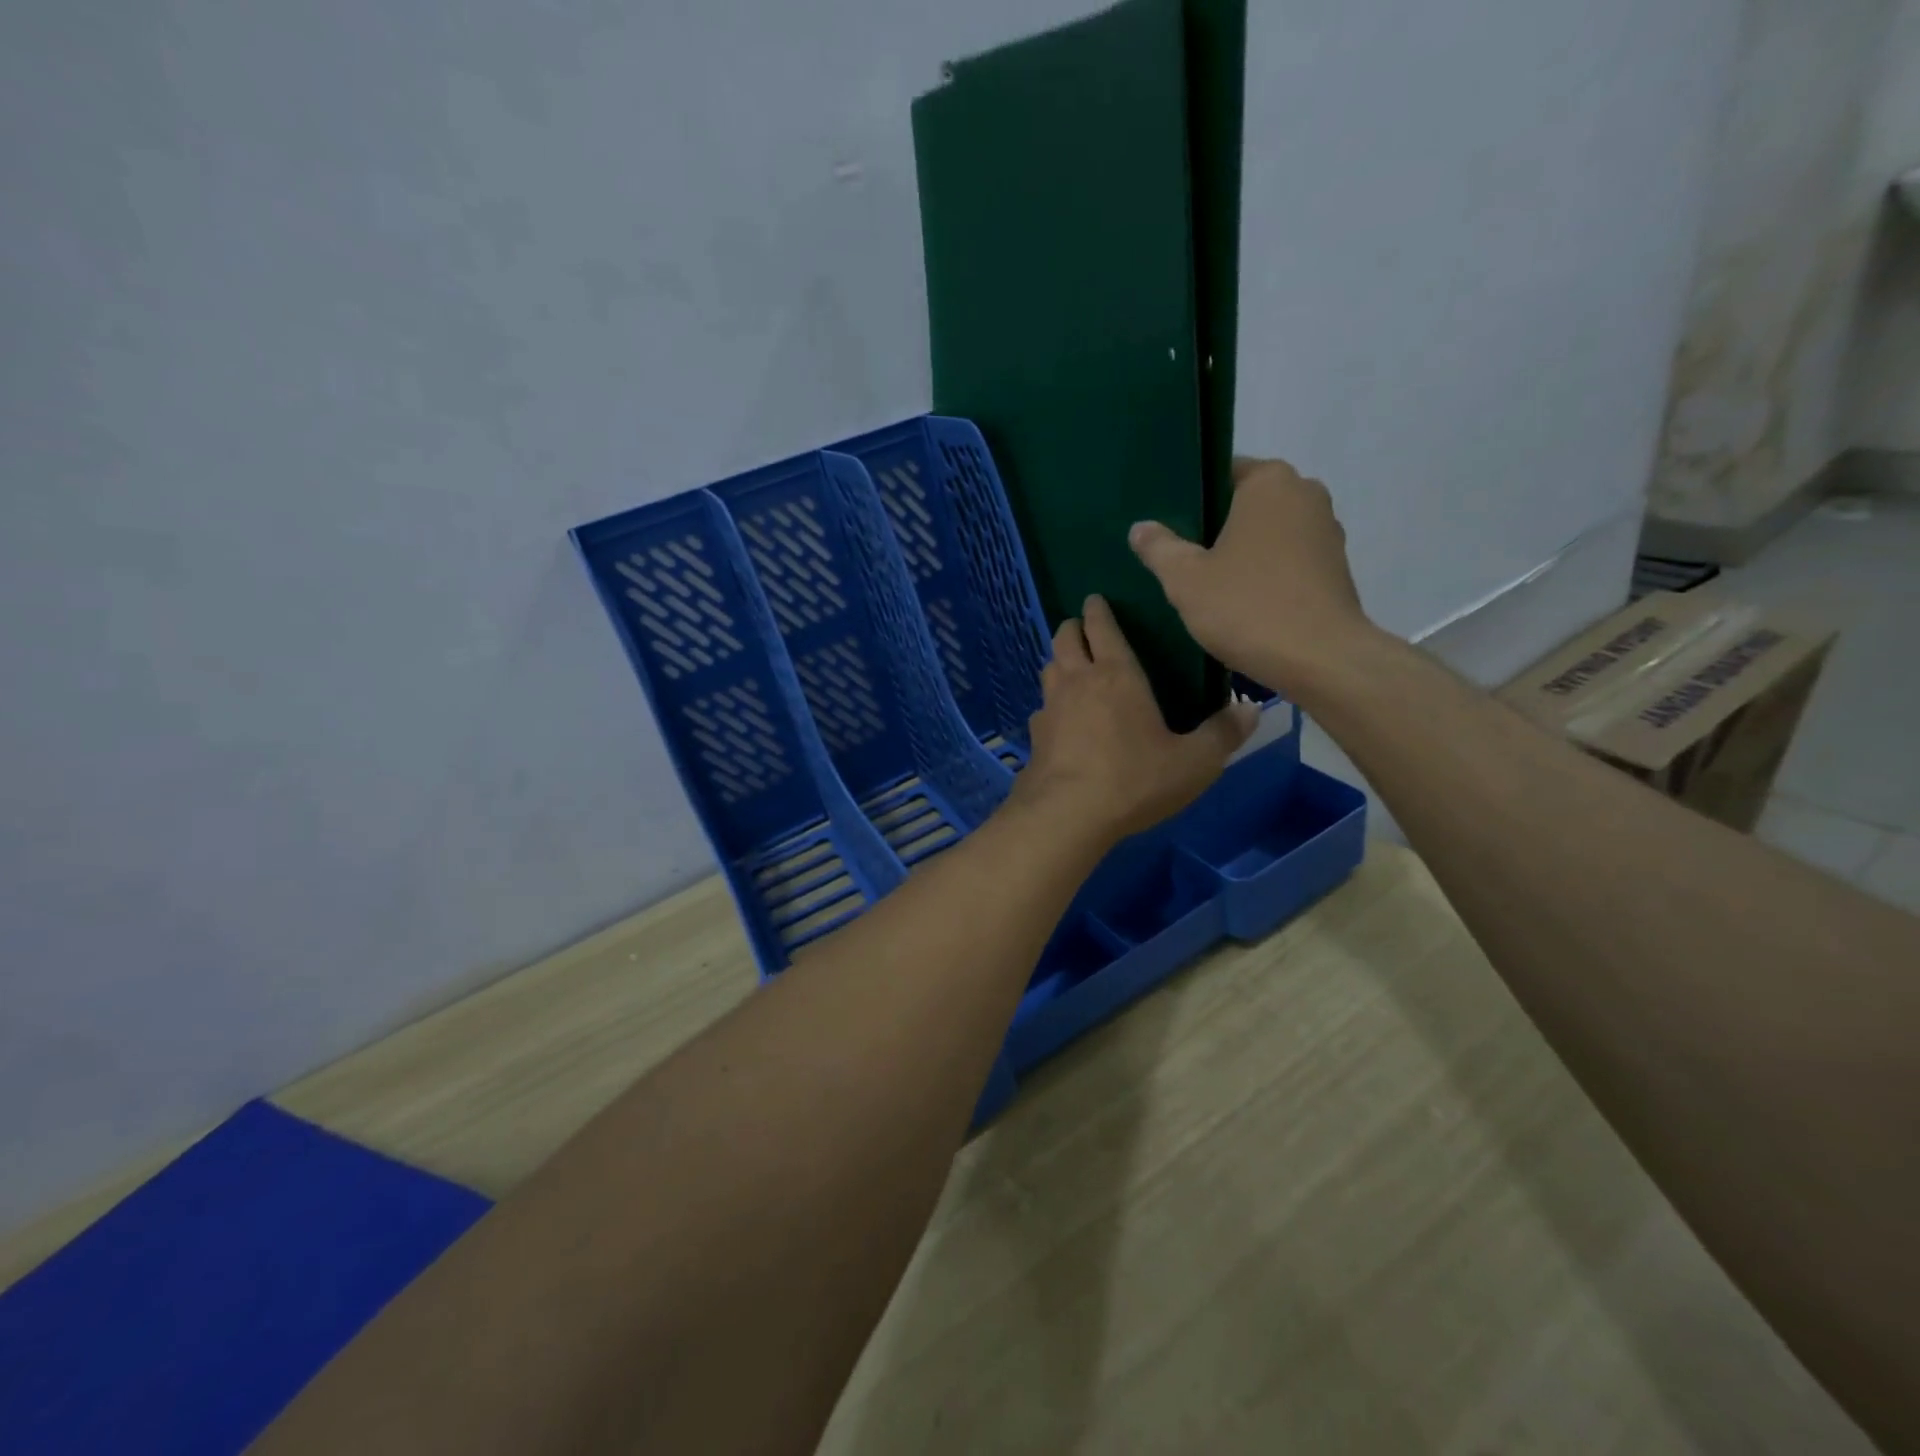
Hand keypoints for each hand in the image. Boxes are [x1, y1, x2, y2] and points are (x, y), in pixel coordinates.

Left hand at [1012, 594, 1256, 844]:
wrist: (1067, 814)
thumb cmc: (1134, 779)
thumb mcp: (1193, 762)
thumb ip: (1222, 735)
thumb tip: (1251, 710)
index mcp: (1116, 674)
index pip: (1102, 627)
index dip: (1098, 610)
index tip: (1096, 599)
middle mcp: (1077, 681)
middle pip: (1064, 638)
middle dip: (1073, 627)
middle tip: (1082, 627)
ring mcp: (1050, 707)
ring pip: (1049, 668)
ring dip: (1059, 661)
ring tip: (1072, 668)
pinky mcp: (1034, 737)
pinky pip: (1042, 708)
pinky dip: (1051, 705)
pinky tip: (1061, 721)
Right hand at [1129, 457, 1379, 693]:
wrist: (1320, 659)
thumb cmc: (1247, 607)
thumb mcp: (1185, 579)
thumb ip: (1159, 548)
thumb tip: (1141, 527)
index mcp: (1270, 482)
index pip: (1221, 474)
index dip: (1190, 499)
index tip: (1167, 527)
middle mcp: (1305, 494)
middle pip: (1245, 504)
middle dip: (1215, 528)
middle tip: (1178, 558)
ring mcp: (1326, 532)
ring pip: (1268, 534)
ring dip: (1241, 553)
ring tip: (1206, 583)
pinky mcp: (1335, 568)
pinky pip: (1287, 561)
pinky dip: (1264, 574)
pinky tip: (1240, 602)